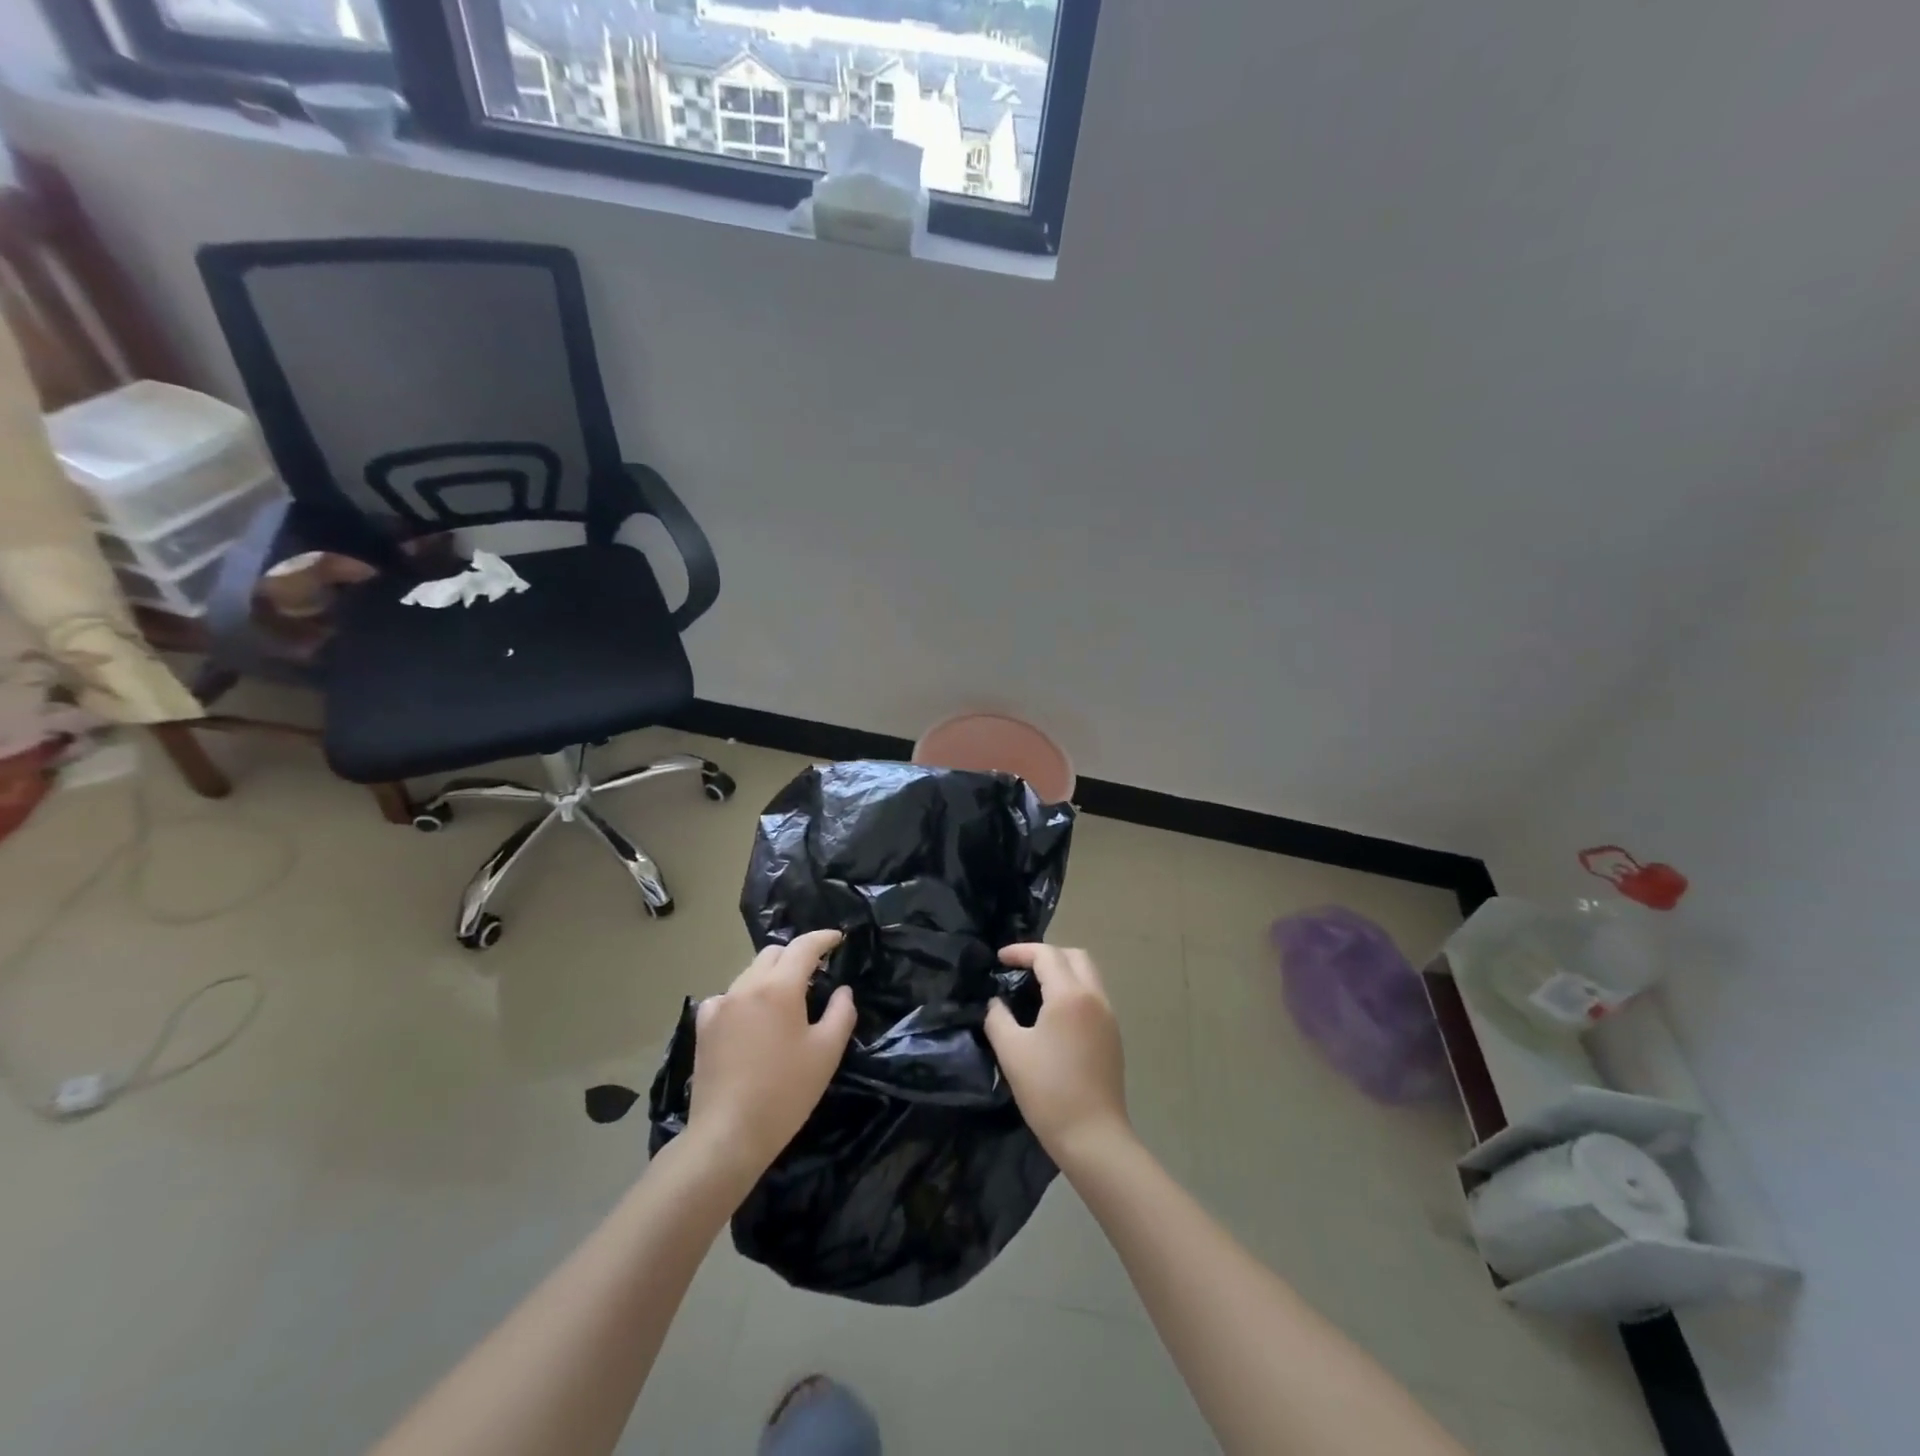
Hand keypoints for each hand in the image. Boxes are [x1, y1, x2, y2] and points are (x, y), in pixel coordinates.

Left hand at [687, 930, 855, 1180]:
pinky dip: (746, 997)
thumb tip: (842, 991)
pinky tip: (752, 1020)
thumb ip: (841, 1013)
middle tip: (815, 973)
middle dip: (796, 955)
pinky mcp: (703, 1026)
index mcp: (779, 987)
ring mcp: (720, 1005)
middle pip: (773, 954)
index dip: (823, 938)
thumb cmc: (785, 1093)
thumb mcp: (826, 1053)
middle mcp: (746, 986)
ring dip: (771, 976)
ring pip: (750, 973)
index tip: (838, 939)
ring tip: (786, 1000)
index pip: (804, 946)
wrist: (728, 1135)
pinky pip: (729, 996)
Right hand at [984, 944, 1131, 1170]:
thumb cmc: (1048, 1091)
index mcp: (1069, 995)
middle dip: (1046, 955)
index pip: (1047, 954)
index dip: (1021, 951)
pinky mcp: (1113, 1036)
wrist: (1092, 1136)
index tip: (999, 959)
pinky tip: (1054, 1014)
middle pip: (1074, 956)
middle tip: (1020, 969)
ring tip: (1034, 989)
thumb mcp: (1010, 1051)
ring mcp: (1108, 1016)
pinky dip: (1073, 991)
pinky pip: (1093, 996)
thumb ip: (997, 1017)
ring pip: (1088, 975)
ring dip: (1062, 972)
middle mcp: (1094, 997)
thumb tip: (996, 1002)